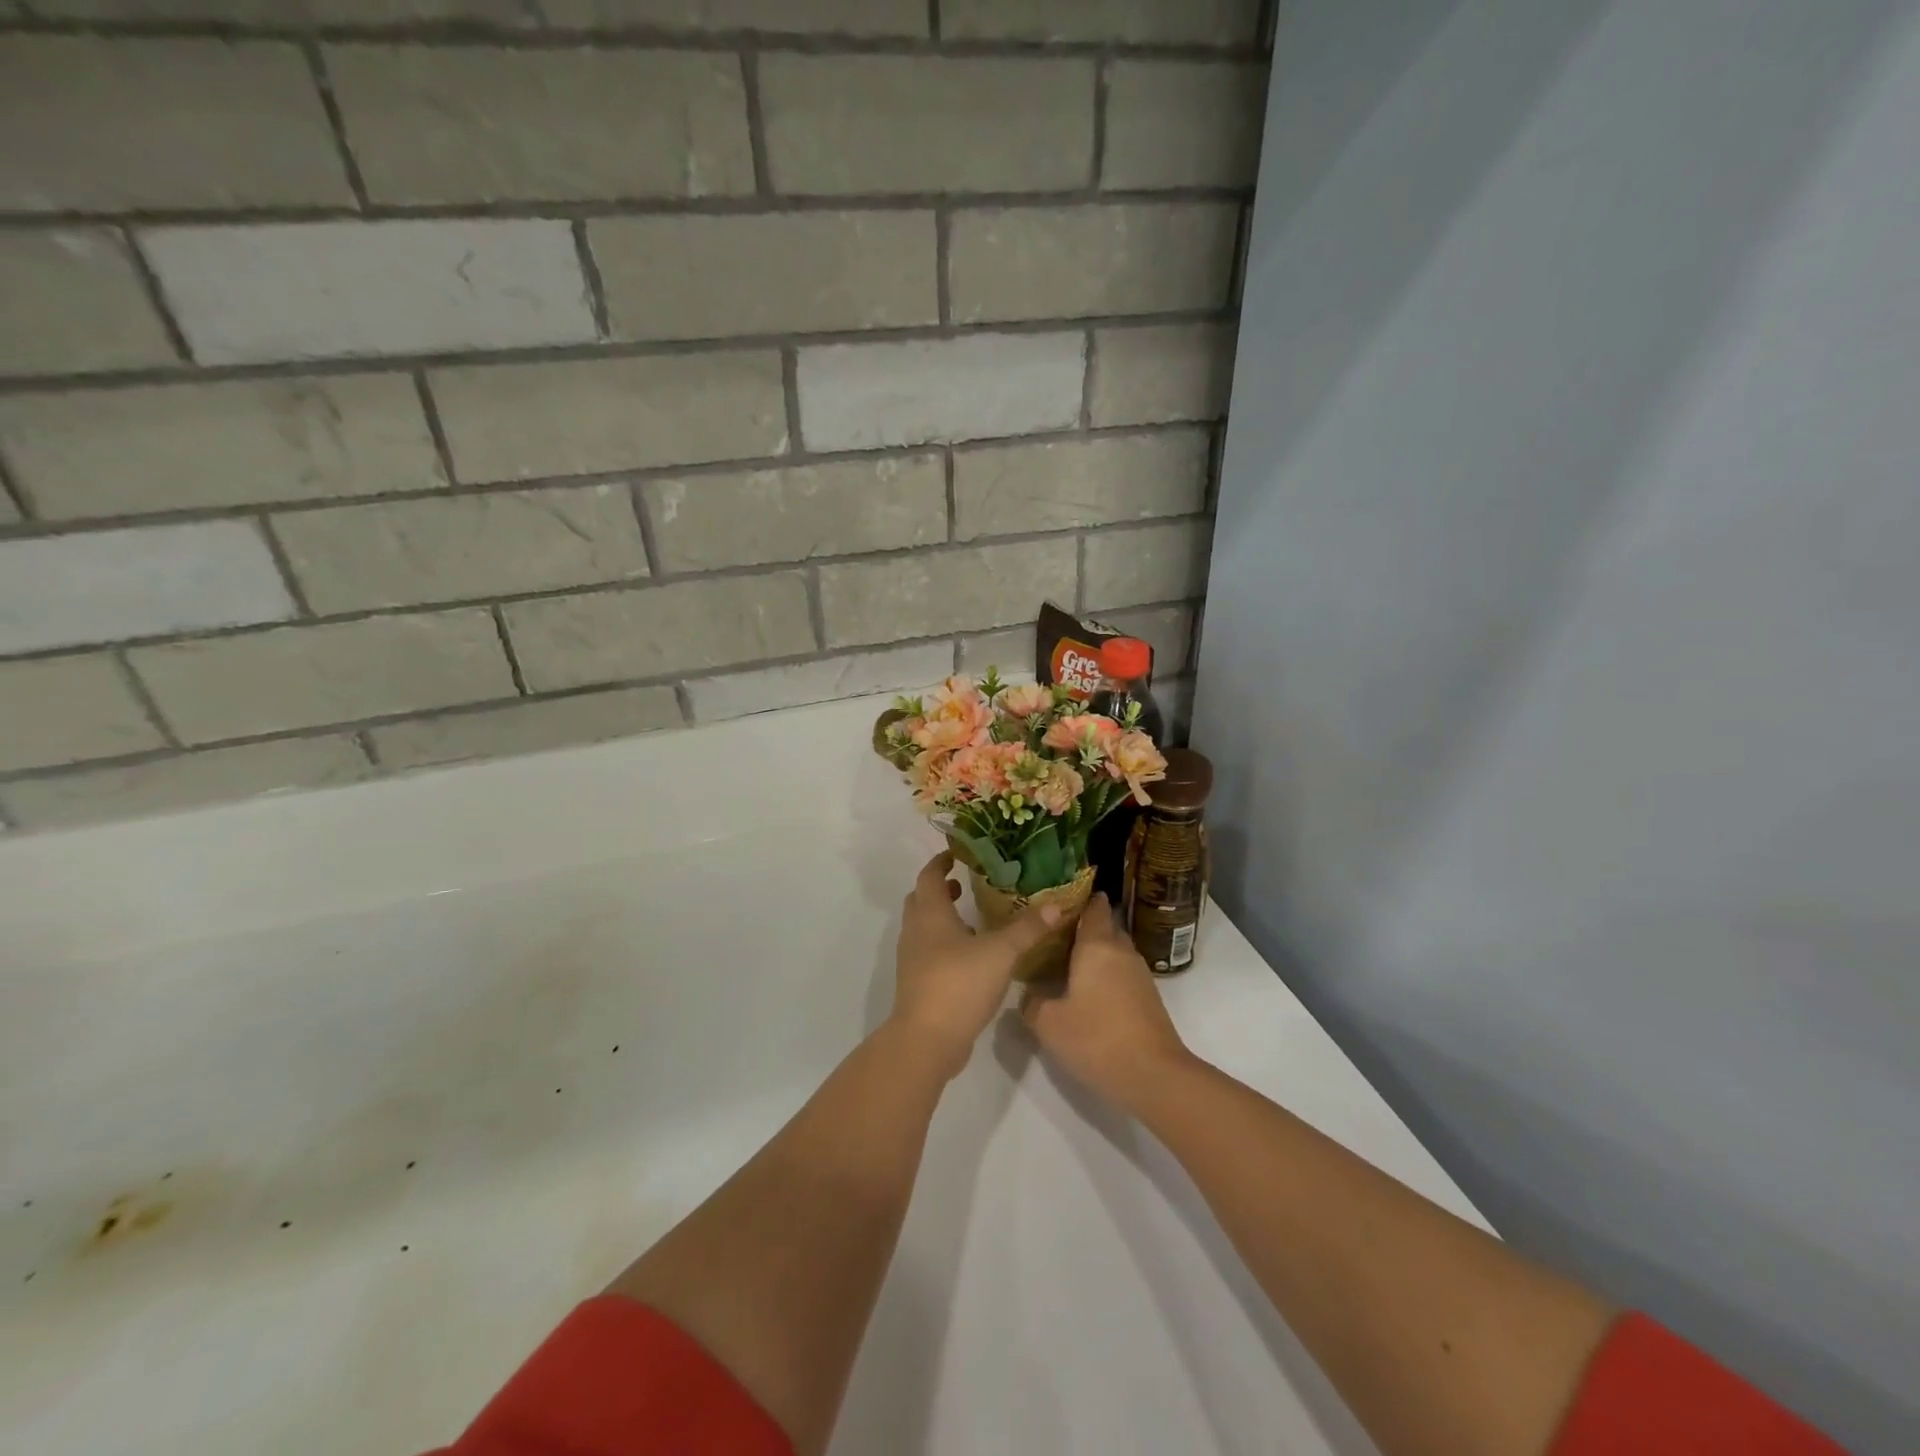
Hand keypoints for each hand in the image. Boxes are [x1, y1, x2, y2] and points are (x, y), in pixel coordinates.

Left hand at [891, 851, 1059, 1077]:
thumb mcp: (1001, 952)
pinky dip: (944, 943)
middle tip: (964, 884)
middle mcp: (916, 931)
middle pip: (920, 899)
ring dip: (942, 917)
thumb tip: (1056, 905)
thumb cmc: (960, 983)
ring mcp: (912, 959)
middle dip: (940, 889)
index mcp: (931, 914)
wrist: (927, 1039)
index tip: (956, 855)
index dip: (940, 863)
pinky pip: (928, 951)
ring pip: (923, 927)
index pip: (929, 876)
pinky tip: (970, 955)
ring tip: (972, 918)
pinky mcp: (917, 983)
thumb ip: (1027, 929)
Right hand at [1020, 894, 1192, 1112]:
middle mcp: (1121, 952)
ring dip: (1095, 954)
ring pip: (1114, 952)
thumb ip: (1032, 1002)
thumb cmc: (1096, 1038)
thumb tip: (1029, 993)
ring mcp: (1139, 975)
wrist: (1153, 1075)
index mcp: (1097, 945)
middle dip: (1083, 927)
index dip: (1079, 898)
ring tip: (1066, 963)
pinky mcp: (1148, 998)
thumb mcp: (1048, 1023)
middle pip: (1104, 927)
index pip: (1093, 907)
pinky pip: (1121, 973)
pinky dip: (1105, 974)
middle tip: (1053, 935)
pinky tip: (1087, 991)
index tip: (1059, 898)